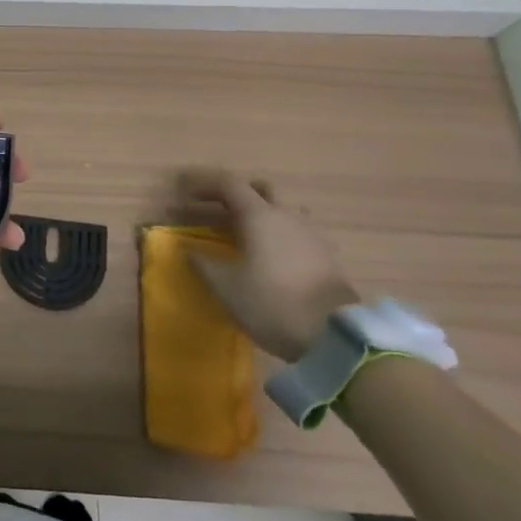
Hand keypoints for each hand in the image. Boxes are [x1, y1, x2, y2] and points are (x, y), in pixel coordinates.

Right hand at [180, 170, 357, 361]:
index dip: (204, 184)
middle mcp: (287, 216)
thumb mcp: (226, 286)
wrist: (335, 337)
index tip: (185, 193)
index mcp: (259, 215)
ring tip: (244, 236)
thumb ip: (202, 262)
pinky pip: (296, 232)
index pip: (228, 184)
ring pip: (282, 211)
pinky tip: (270, 258)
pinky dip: (278, 235)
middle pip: (260, 190)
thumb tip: (188, 248)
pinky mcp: (326, 256)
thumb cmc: (272, 303)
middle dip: (236, 195)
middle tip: (216, 211)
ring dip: (260, 215)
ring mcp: (311, 234)